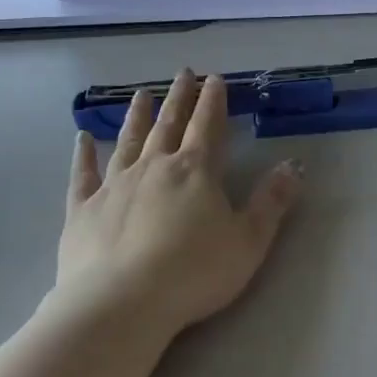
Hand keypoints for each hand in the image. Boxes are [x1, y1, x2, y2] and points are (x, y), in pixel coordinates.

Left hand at [58, 71, 302, 335]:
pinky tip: (82, 138)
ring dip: (137, 116)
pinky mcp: (83, 209)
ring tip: (141, 94)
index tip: (214, 78)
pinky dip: (84, 155)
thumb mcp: (248, 241)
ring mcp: (115, 185)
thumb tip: (294, 165)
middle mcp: (154, 167)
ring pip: (128, 140)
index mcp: (195, 171)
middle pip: (169, 124)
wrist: (120, 303)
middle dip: (179, 97)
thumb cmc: (193, 273)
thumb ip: (272, 201)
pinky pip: (84, 175)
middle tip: (183, 73)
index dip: (213, 100)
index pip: (208, 125)